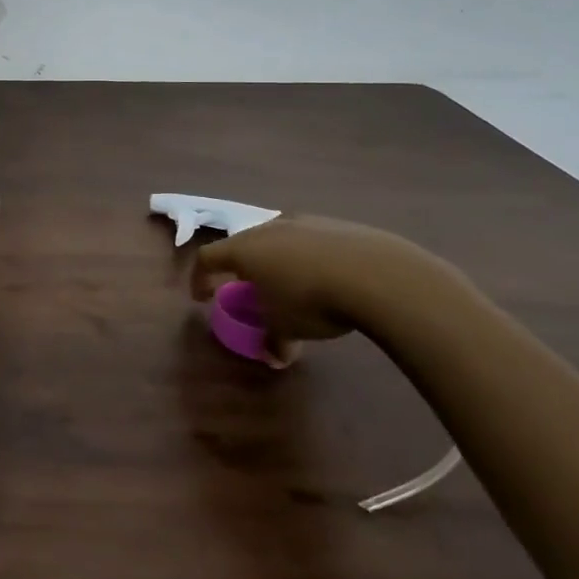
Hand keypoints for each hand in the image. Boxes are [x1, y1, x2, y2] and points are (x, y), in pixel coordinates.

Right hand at [190, 214, 422, 366]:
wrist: (378, 274)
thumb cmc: (312, 300)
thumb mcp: (286, 327)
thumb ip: (273, 340)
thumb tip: (274, 357)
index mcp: (244, 249)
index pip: (208, 257)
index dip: (200, 278)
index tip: (202, 298)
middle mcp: (268, 228)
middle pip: (242, 244)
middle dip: (240, 267)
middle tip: (247, 288)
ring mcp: (304, 222)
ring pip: (278, 239)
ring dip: (276, 260)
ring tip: (290, 283)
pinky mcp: (337, 224)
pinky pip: (311, 241)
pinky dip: (308, 257)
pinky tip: (327, 277)